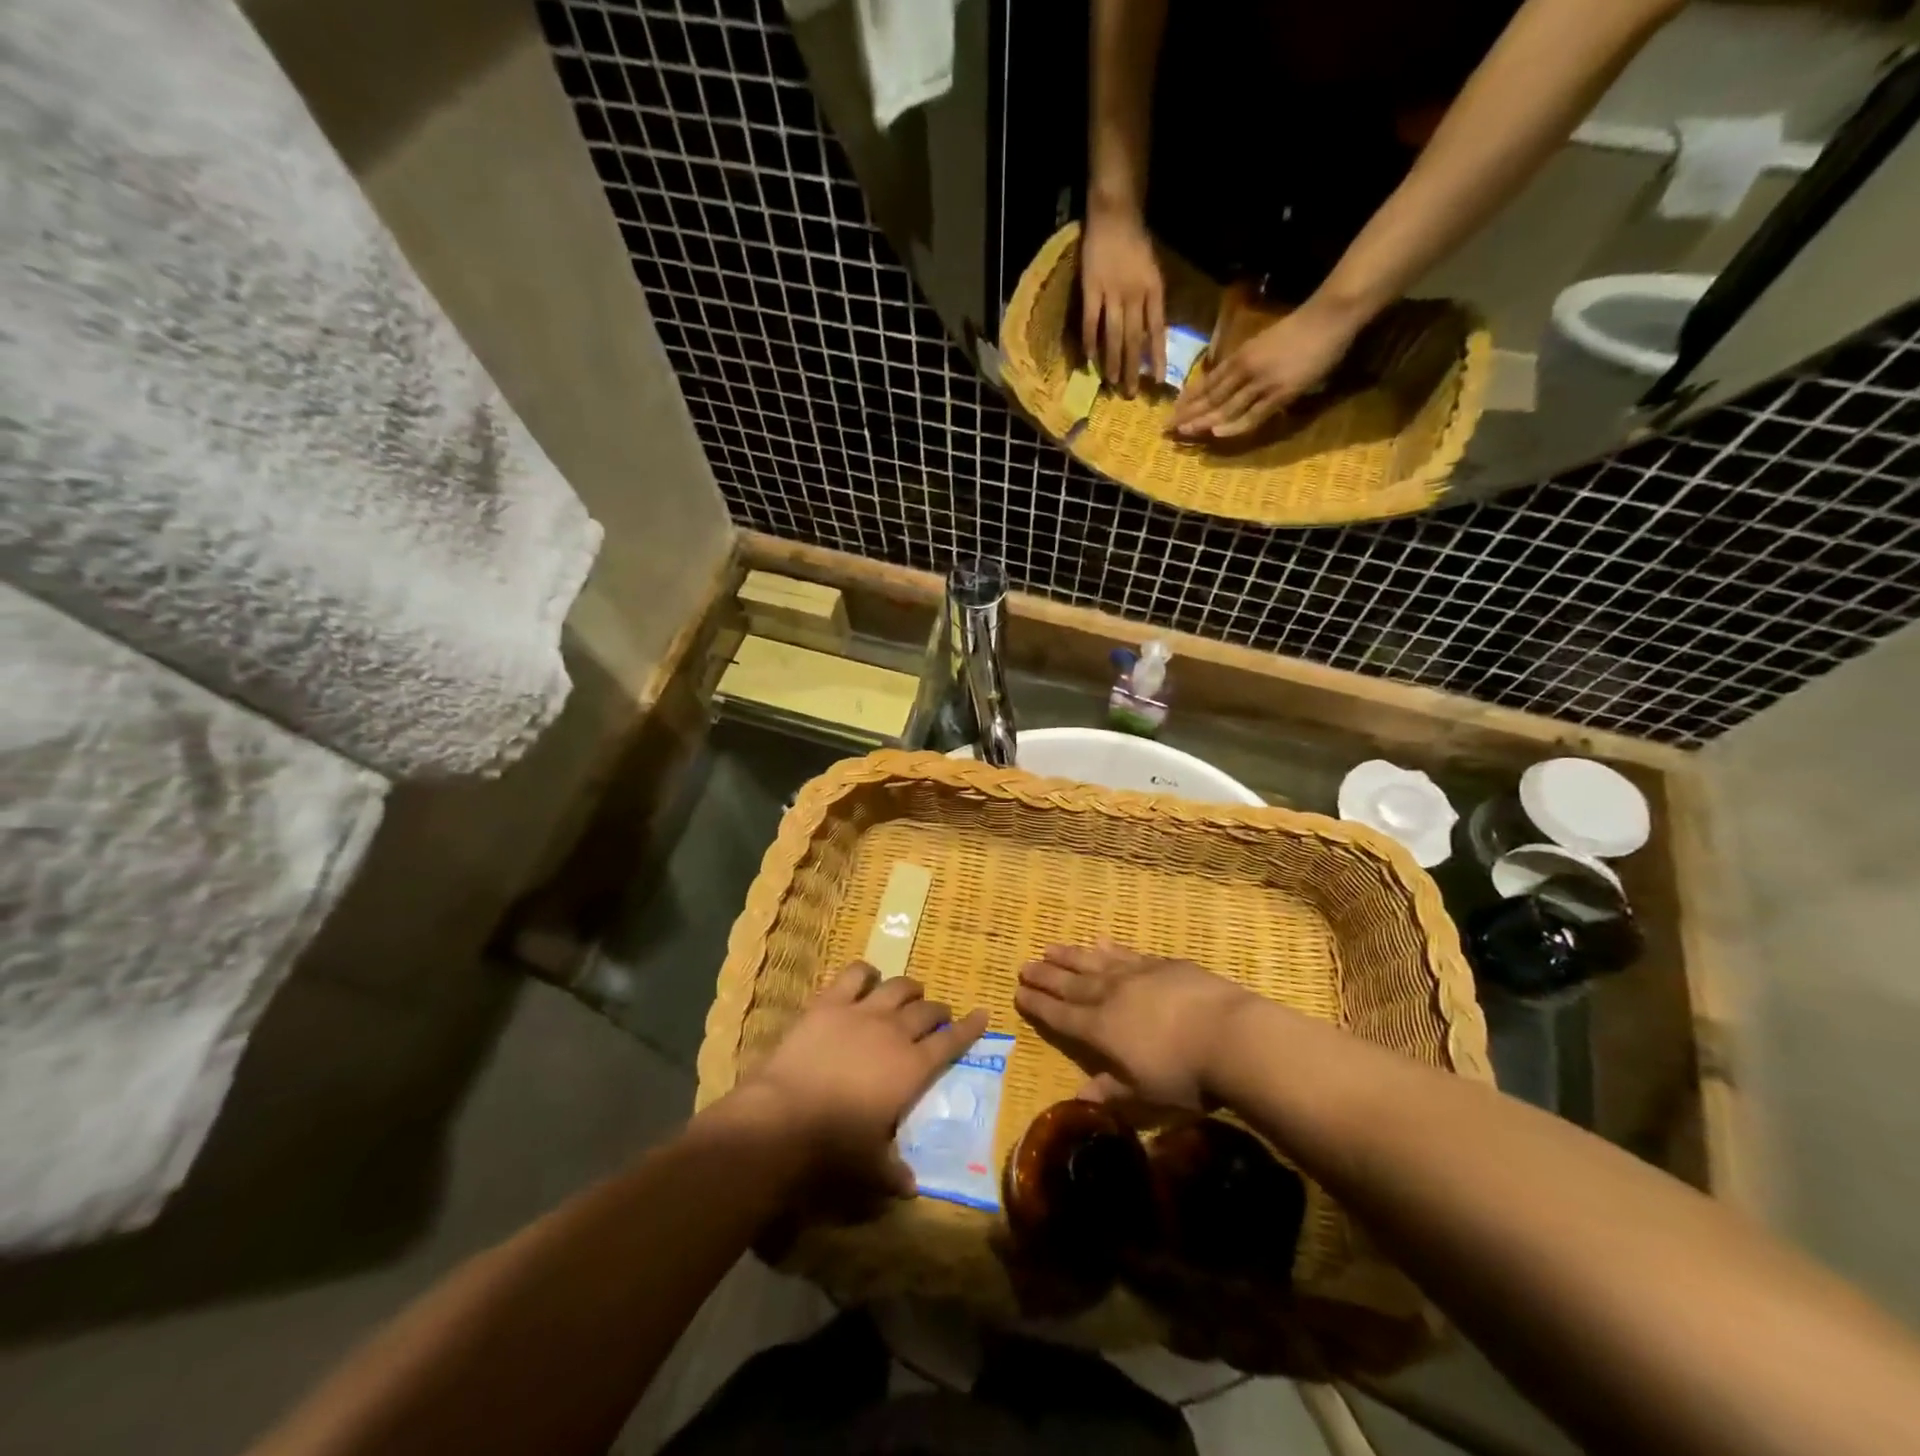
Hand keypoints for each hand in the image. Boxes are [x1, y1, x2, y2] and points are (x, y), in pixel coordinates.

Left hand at [740, 963, 988, 1195]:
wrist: (784, 1115)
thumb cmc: (835, 1145)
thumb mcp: (871, 1167)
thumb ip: (894, 1173)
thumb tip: (911, 1188)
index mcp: (913, 1068)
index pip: (951, 1042)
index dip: (970, 1027)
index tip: (982, 1013)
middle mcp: (895, 1032)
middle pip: (927, 1010)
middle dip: (938, 1010)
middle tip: (939, 1015)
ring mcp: (863, 1012)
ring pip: (898, 987)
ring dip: (909, 988)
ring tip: (910, 993)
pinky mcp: (830, 1002)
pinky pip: (854, 974)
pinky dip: (865, 972)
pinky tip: (867, 977)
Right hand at [1014, 943, 1253, 1108]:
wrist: (1230, 1035)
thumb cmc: (1185, 1075)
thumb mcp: (1144, 1094)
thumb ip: (1110, 1091)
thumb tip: (1079, 1096)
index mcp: (1100, 1029)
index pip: (1059, 1015)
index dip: (1037, 1005)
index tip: (1018, 992)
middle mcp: (1110, 996)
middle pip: (1070, 984)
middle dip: (1045, 976)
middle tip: (1024, 965)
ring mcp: (1135, 975)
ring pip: (1093, 962)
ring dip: (1069, 956)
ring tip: (1050, 947)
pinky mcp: (1162, 964)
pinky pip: (1125, 952)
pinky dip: (1108, 948)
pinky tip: (1099, 941)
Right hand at [1080, 205, 1165, 396]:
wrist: (1115, 214)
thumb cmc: (1136, 243)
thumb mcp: (1153, 271)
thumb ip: (1152, 301)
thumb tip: (1151, 335)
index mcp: (1153, 290)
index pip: (1157, 330)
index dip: (1158, 357)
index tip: (1158, 382)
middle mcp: (1134, 295)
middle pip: (1134, 339)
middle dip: (1133, 368)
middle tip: (1130, 393)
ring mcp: (1111, 293)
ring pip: (1113, 335)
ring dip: (1112, 361)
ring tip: (1111, 383)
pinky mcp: (1091, 290)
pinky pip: (1090, 322)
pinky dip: (1089, 342)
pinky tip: (1089, 359)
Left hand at [1169, 296, 1367, 439]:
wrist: (1328, 317)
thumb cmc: (1297, 328)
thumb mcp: (1261, 343)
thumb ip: (1244, 363)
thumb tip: (1227, 382)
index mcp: (1240, 357)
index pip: (1207, 383)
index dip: (1188, 400)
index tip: (1172, 412)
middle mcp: (1245, 371)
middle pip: (1211, 397)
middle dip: (1188, 414)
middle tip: (1167, 429)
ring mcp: (1262, 383)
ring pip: (1226, 407)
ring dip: (1204, 422)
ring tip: (1184, 433)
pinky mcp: (1280, 394)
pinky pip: (1253, 414)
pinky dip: (1235, 425)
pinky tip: (1217, 434)